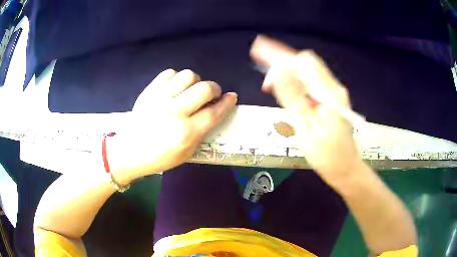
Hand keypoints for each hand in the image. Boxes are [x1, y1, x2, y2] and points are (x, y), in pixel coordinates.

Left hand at [108, 69, 236, 183]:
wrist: (131, 151)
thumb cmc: (160, 157)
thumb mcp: (187, 152)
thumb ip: (202, 131)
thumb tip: (215, 110)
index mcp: (186, 132)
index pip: (214, 112)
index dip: (227, 103)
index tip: (232, 97)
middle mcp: (175, 112)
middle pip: (204, 88)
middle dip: (214, 88)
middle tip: (212, 95)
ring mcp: (160, 98)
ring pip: (188, 75)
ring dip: (196, 81)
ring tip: (191, 90)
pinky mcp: (149, 91)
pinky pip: (169, 73)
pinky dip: (176, 78)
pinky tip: (175, 88)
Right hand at [250, 35, 362, 185]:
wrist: (345, 168)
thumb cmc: (325, 154)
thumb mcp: (306, 127)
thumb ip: (293, 97)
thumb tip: (277, 71)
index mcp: (329, 93)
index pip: (303, 63)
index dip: (279, 55)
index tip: (258, 51)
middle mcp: (333, 87)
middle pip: (306, 63)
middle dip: (282, 59)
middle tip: (261, 61)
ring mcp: (333, 93)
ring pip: (308, 71)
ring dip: (288, 70)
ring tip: (268, 79)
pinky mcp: (331, 99)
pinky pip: (311, 82)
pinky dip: (295, 80)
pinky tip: (285, 87)